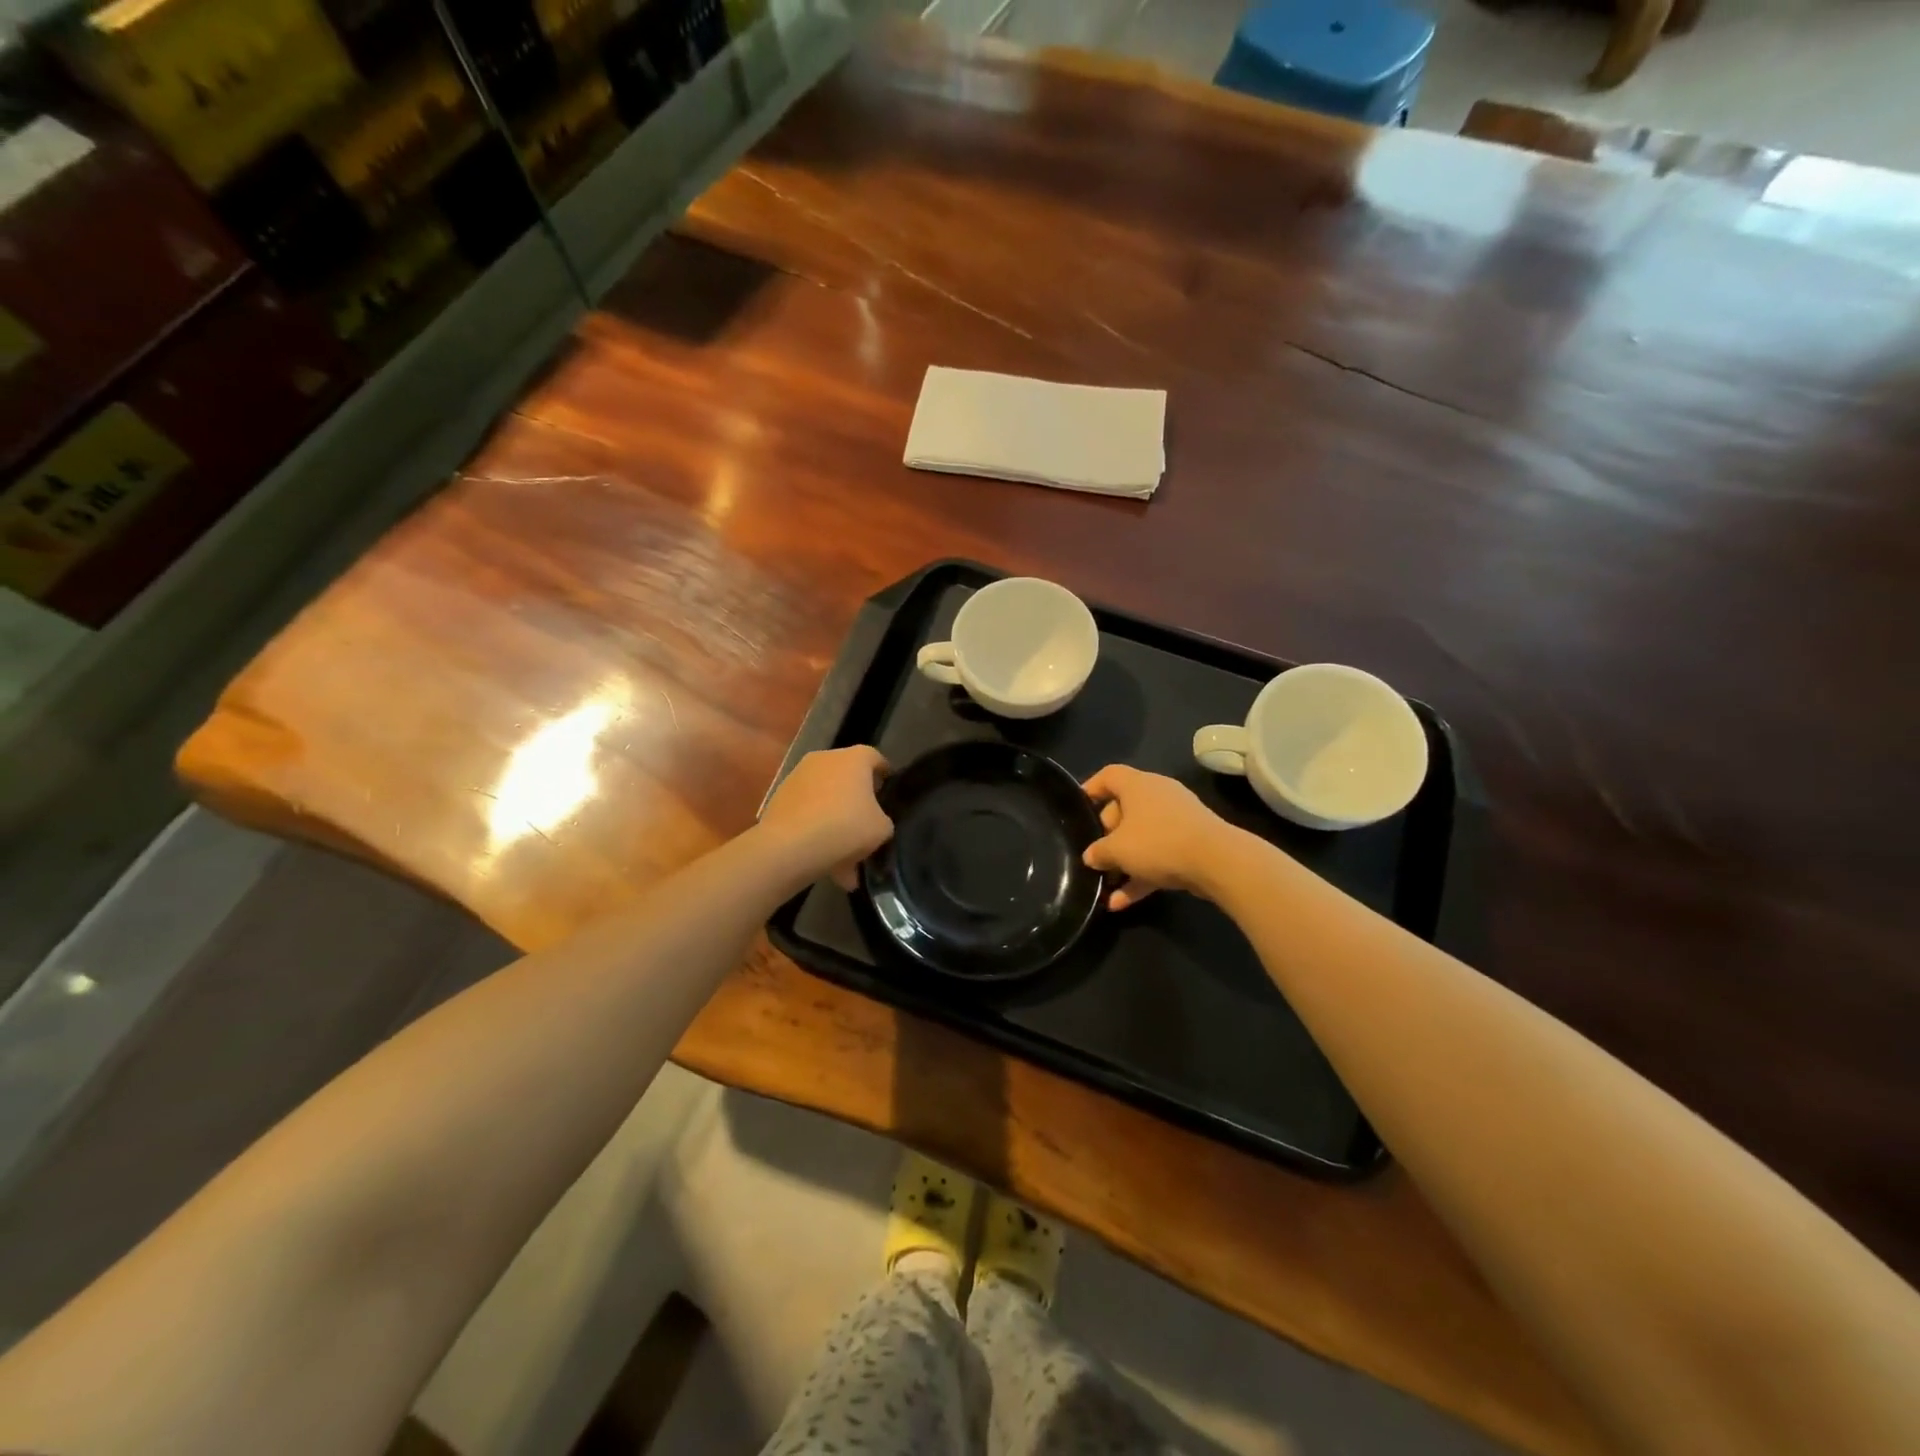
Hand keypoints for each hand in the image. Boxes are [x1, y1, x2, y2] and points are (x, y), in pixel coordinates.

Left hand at [759, 746, 892, 889]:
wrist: (790, 846)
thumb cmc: (845, 827)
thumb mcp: (881, 829)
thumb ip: (882, 819)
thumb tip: (874, 821)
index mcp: (854, 758)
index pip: (875, 757)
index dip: (883, 773)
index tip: (887, 791)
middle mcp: (825, 759)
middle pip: (846, 775)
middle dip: (856, 798)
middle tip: (865, 822)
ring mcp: (798, 776)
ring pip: (824, 796)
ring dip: (834, 817)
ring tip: (843, 853)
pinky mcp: (779, 797)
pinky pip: (806, 812)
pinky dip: (815, 829)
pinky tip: (823, 857)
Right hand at [1082, 765, 1231, 910]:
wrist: (1217, 861)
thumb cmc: (1158, 842)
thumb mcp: (1117, 850)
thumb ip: (1098, 852)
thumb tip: (1091, 856)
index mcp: (1138, 785)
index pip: (1109, 775)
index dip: (1091, 788)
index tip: (1078, 808)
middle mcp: (1158, 795)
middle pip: (1124, 808)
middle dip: (1107, 834)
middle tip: (1096, 855)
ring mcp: (1177, 819)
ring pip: (1142, 836)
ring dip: (1124, 861)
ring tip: (1106, 885)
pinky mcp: (1192, 842)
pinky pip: (1159, 855)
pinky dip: (1142, 874)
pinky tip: (1122, 902)